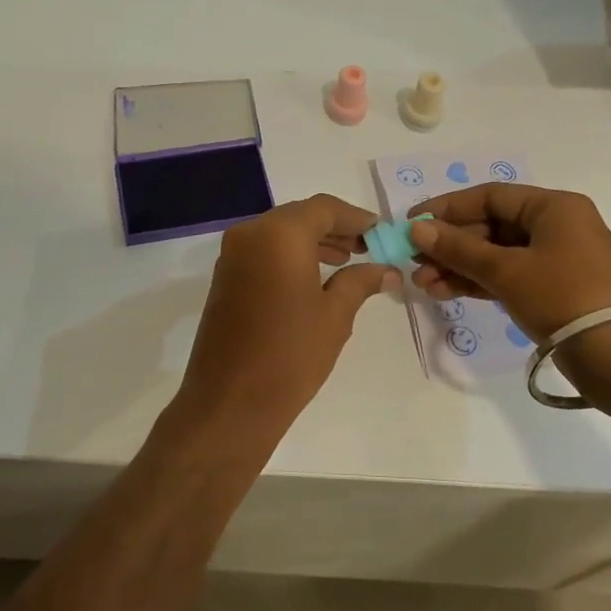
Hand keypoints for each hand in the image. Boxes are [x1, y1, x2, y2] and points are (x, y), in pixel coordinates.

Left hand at [174, 195, 400, 444]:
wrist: (230, 402)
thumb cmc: (290, 355)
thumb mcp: (335, 316)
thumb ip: (360, 282)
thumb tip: (386, 269)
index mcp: (279, 235)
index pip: (323, 208)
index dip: (355, 217)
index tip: (380, 231)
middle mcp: (250, 234)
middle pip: (299, 217)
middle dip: (334, 228)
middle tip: (366, 247)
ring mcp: (232, 256)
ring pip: (279, 233)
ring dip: (312, 241)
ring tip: (346, 261)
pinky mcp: (224, 278)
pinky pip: (262, 252)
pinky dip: (289, 256)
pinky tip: (313, 278)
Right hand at [407, 184, 610, 339]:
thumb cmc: (564, 296)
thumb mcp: (507, 270)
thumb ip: (459, 248)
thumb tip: (417, 228)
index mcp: (553, 207)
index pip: (490, 196)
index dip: (447, 208)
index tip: (413, 224)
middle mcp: (556, 226)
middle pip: (491, 226)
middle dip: (450, 245)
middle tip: (414, 263)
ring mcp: (556, 260)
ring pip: (496, 254)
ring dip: (458, 267)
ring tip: (422, 285)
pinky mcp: (553, 290)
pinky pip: (507, 276)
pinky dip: (478, 282)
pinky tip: (445, 292)